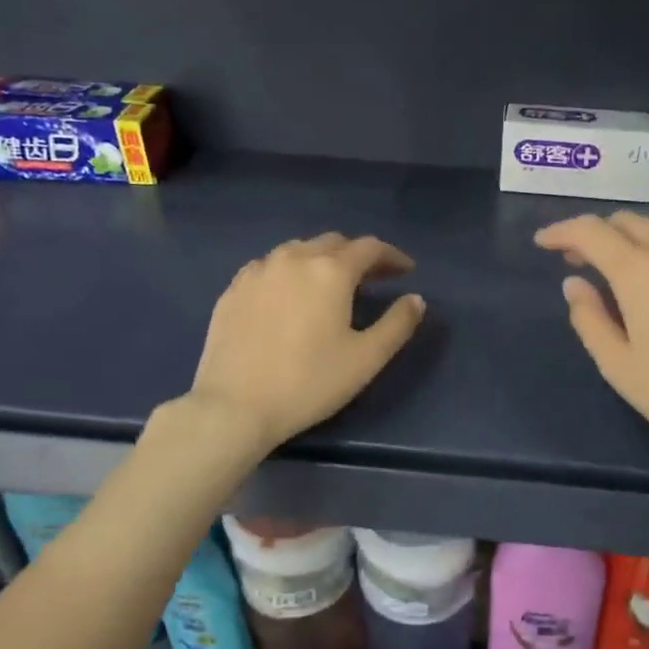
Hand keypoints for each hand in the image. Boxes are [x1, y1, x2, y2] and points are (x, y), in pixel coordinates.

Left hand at [189, 233, 424, 451]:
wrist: (235, 406)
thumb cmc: (309, 382)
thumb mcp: (366, 358)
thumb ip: (397, 324)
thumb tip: (415, 299)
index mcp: (330, 271)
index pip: (369, 247)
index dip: (392, 256)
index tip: (406, 271)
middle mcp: (293, 258)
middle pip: (333, 242)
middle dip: (358, 255)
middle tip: (374, 278)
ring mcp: (257, 271)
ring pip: (298, 250)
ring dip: (322, 259)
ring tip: (332, 284)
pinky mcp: (233, 290)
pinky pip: (269, 267)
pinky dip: (290, 271)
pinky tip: (290, 294)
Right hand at [535, 213, 648, 482]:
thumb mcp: (620, 367)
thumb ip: (589, 318)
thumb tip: (574, 283)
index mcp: (640, 272)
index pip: (590, 231)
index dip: (562, 232)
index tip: (544, 243)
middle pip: (628, 221)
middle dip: (598, 235)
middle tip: (583, 263)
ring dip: (637, 237)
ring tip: (628, 268)